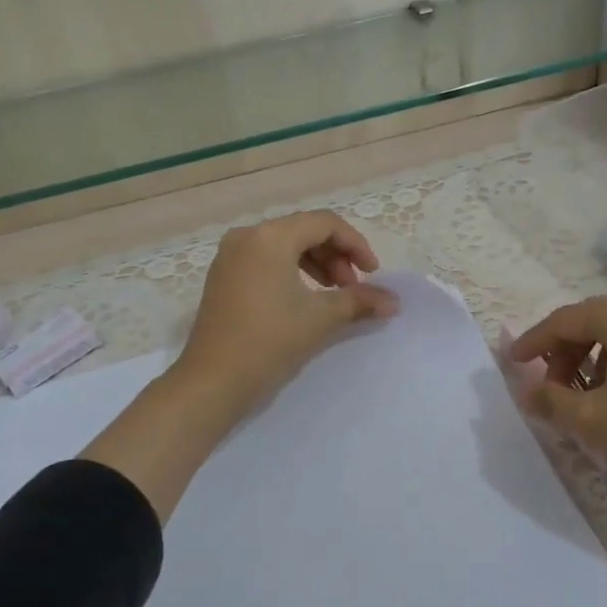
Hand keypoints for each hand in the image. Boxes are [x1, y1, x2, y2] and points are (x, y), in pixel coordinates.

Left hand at [86, 211, 398, 520]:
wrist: (212, 383)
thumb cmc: (269, 342)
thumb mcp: (321, 318)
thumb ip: (360, 301)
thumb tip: (395, 301)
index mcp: (270, 236)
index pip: (325, 223)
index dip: (355, 244)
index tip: (373, 274)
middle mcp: (247, 236)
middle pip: (304, 231)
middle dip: (336, 256)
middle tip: (352, 288)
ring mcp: (230, 256)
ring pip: (285, 246)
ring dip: (316, 264)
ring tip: (333, 295)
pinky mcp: (223, 276)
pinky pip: (265, 260)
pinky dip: (291, 272)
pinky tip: (304, 299)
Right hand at [508, 290, 606, 510]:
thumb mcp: (594, 421)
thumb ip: (550, 402)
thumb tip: (528, 392)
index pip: (561, 321)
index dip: (532, 344)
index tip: (513, 365)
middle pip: (590, 324)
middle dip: (564, 357)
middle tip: (553, 394)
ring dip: (593, 364)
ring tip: (588, 404)